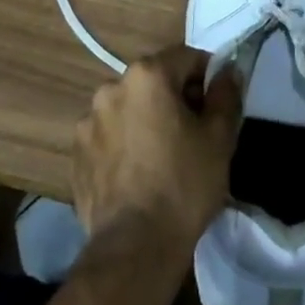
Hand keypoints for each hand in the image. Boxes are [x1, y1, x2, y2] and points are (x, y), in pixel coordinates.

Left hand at [72, 45, 241, 261]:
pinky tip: (139, 174)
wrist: (134, 247)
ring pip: (129, 108)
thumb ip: (226, 95)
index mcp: (146, 75)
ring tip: (163, 157)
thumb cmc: (184, 184)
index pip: (186, 57)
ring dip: (147, 120)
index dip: (207, 77)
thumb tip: (228, 70)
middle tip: (195, 134)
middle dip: (175, 98)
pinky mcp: (76, 153)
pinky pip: (109, 136)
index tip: (218, 106)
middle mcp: (111, 87)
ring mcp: (88, 121)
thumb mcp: (219, 138)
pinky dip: (125, 144)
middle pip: (154, 81)